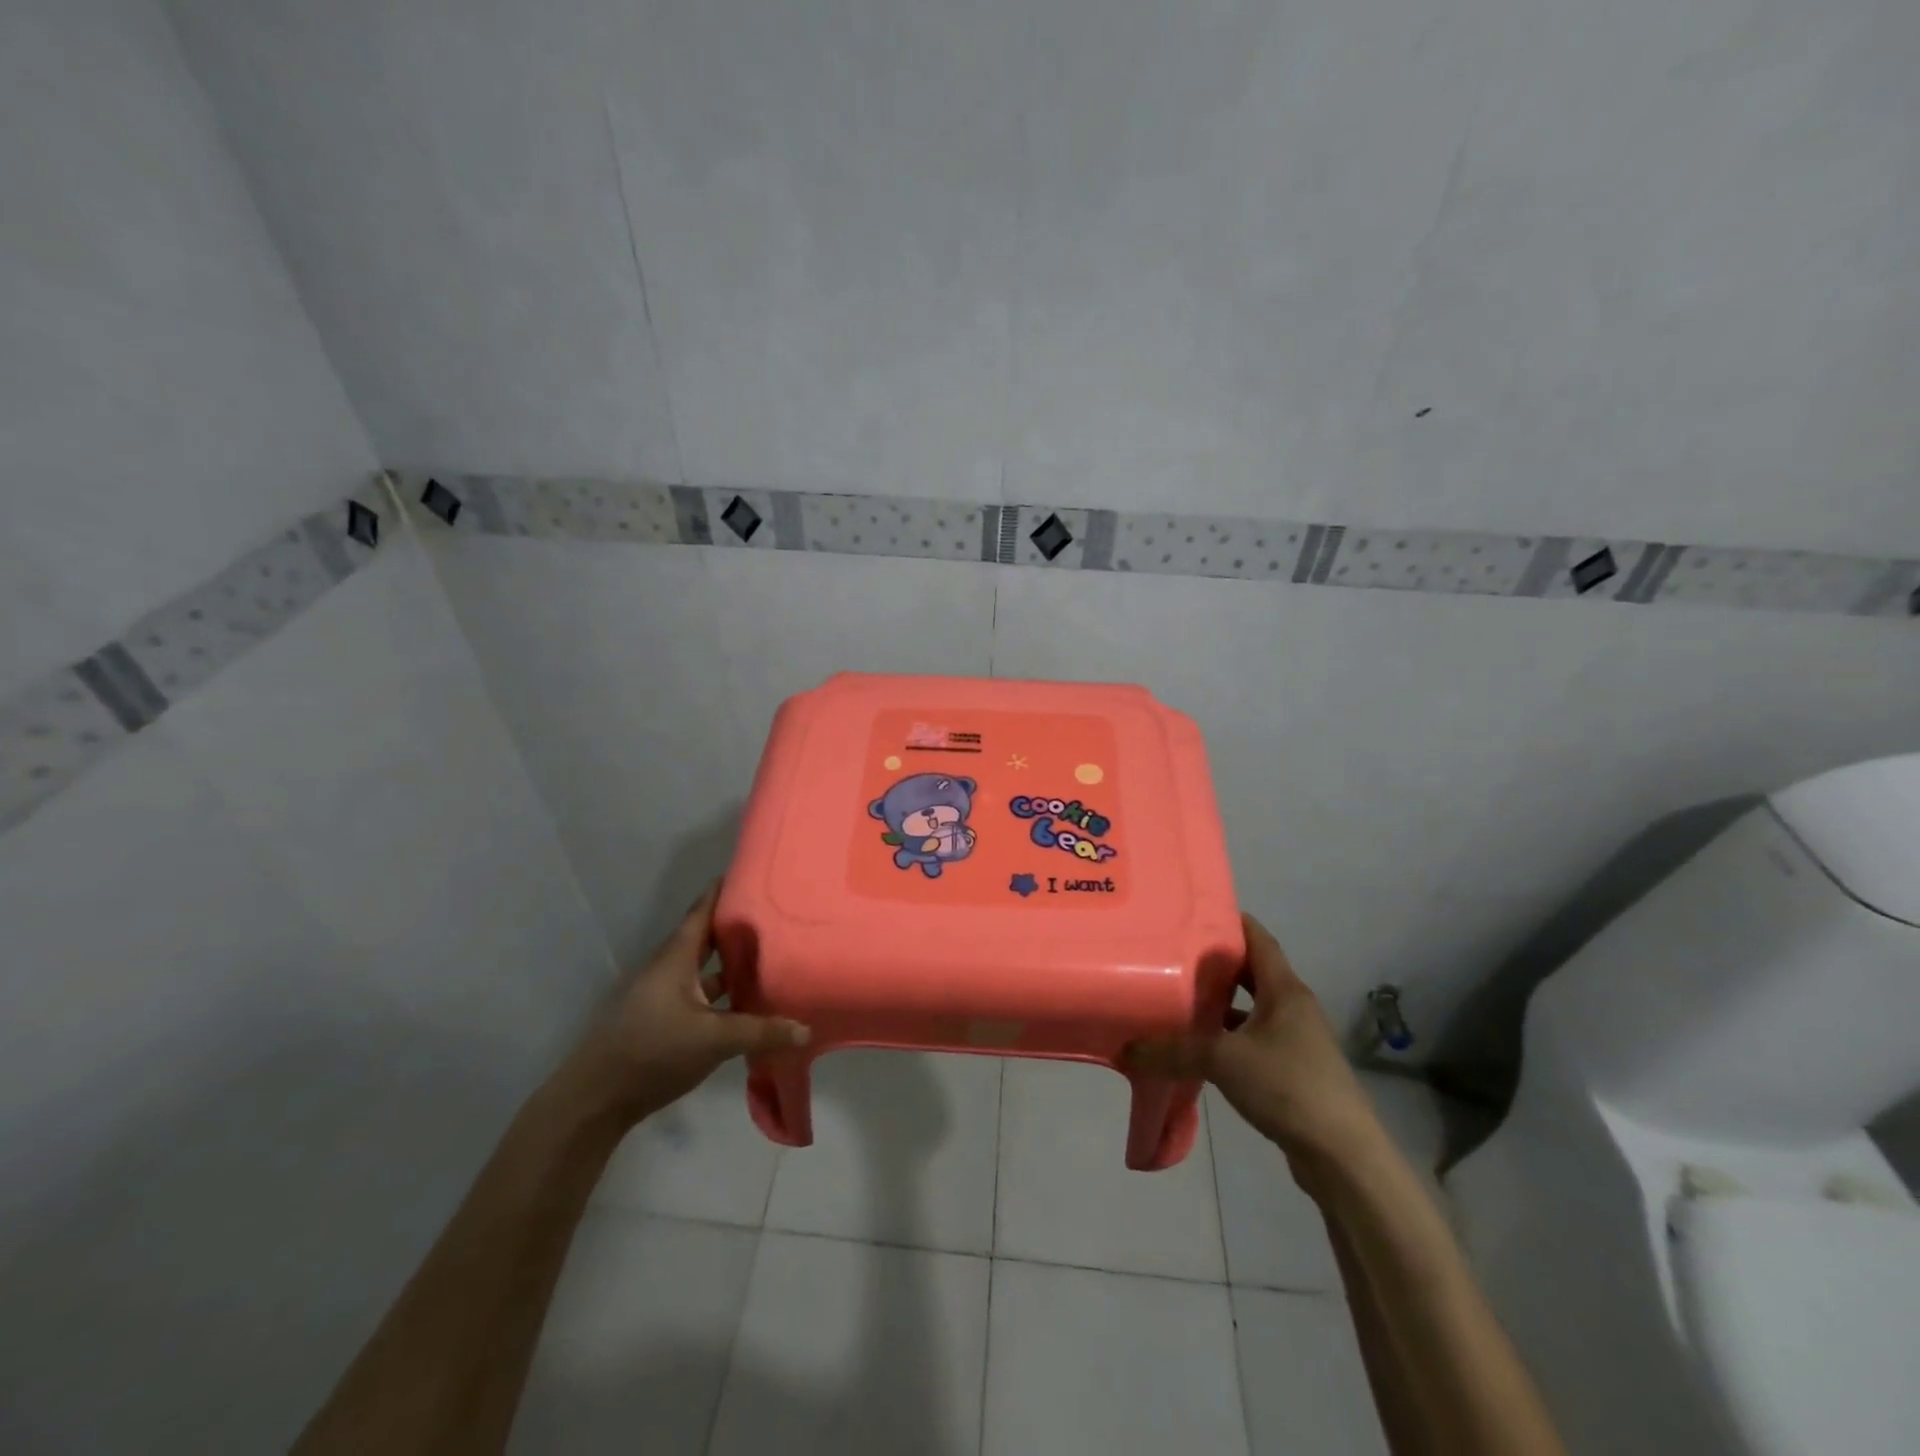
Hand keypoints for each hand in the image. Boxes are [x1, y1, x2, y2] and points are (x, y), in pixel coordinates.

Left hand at [564, 883, 809, 1126]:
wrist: (597, 1098)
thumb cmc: (653, 1050)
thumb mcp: (714, 1039)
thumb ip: (760, 1031)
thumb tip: (806, 1028)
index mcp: (676, 958)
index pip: (702, 911)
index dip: (724, 890)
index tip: (751, 872)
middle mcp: (670, 970)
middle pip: (707, 939)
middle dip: (736, 926)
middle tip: (774, 914)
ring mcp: (666, 997)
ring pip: (706, 970)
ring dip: (732, 964)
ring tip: (770, 955)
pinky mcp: (665, 1022)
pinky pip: (702, 996)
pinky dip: (725, 995)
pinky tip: (749, 1004)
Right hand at [1126, 914, 1381, 1174]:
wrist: (1343, 1156)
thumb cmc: (1288, 1086)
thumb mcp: (1223, 1060)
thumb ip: (1173, 1050)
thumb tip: (1126, 1048)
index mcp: (1285, 990)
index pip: (1257, 938)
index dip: (1228, 920)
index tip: (1191, 911)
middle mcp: (1292, 1007)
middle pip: (1251, 972)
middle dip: (1215, 962)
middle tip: (1172, 952)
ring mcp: (1295, 1040)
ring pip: (1251, 1007)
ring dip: (1220, 1002)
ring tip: (1177, 994)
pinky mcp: (1292, 1070)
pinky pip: (1252, 1038)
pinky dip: (1227, 1036)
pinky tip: (1198, 1045)